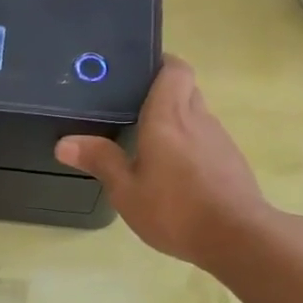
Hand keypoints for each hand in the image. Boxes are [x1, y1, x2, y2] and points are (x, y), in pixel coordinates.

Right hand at [55, 56, 274, 270]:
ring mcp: (220, 140)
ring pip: (197, 115)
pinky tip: (175, 174)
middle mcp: (198, 119)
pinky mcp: (232, 161)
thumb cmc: (175, 210)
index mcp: (169, 116)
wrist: (237, 238)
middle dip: (163, 93)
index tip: (138, 73)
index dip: (159, 64)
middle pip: (185, 89)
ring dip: (177, 122)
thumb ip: (100, 161)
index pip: (174, 68)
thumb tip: (64, 143)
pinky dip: (191, 146)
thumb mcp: (127, 191)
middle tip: (134, 109)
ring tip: (150, 144)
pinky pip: (207, 141)